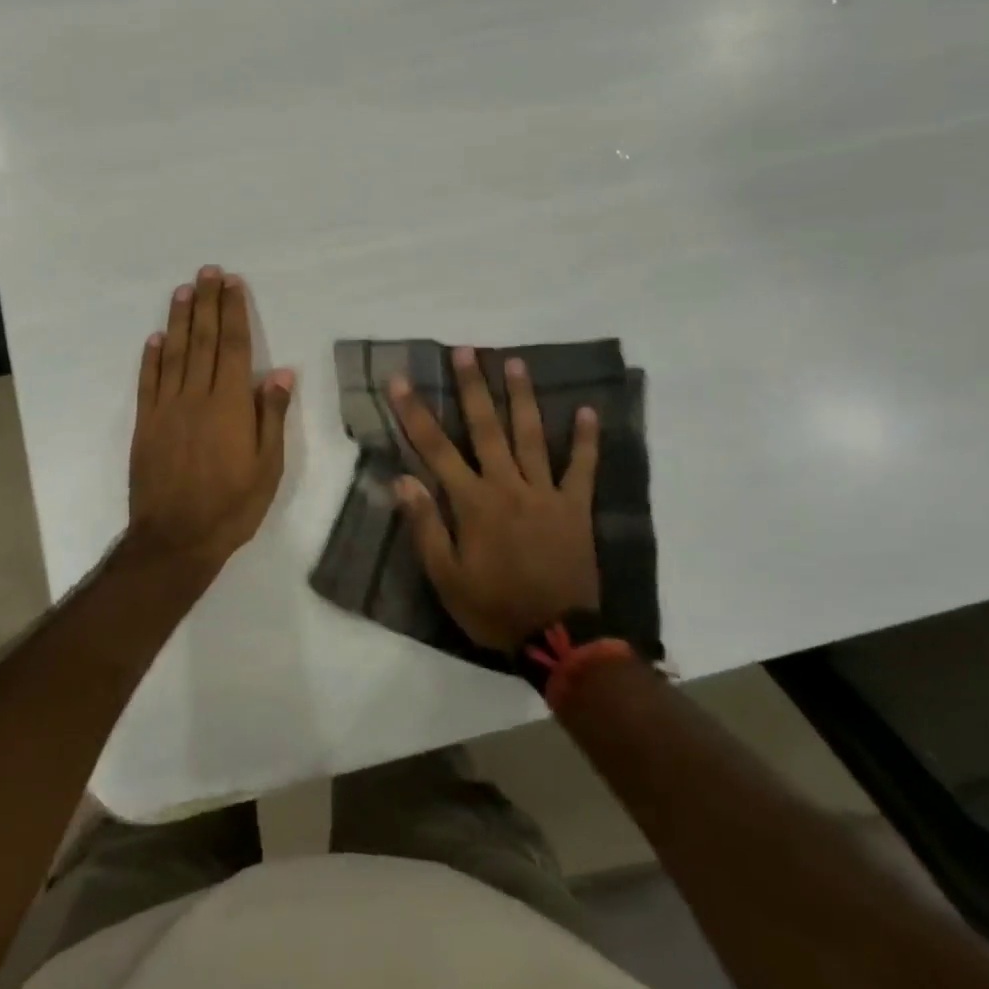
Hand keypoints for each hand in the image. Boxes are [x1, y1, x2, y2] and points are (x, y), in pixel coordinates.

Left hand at [128, 266, 294, 576]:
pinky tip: (155, 338)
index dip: (233, 312)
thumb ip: (271, 417)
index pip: (232, 346)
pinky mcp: (144, 424)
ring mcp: (166, 409)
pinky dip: (151, 357)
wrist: (175, 539)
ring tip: (184, 290)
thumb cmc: (232, 506)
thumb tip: (279, 373)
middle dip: (206, 303)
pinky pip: (148, 382)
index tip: (233, 284)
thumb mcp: (267, 467)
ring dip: (179, 320)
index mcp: (229, 405)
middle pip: (202, 340)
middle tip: (208, 272)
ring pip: (173, 354)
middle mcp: (196, 397)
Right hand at [389, 348, 600, 652]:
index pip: (436, 448)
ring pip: (531, 436)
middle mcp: (507, 485)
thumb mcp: (446, 578)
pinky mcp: (574, 507)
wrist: (558, 637)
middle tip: (465, 351)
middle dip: (472, 387)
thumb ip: (426, 526)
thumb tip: (402, 480)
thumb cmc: (493, 607)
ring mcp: (545, 492)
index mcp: (473, 502)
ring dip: (522, 398)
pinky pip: (582, 468)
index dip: (415, 412)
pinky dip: (585, 440)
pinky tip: (587, 410)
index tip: (401, 380)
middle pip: (486, 428)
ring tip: (515, 363)